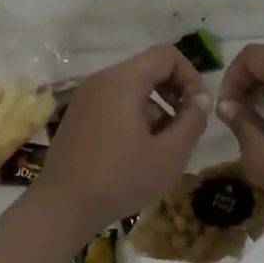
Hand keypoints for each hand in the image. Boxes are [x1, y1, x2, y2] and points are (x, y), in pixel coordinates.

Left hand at [38, 45, 210, 232]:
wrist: (63, 207)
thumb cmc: (121, 178)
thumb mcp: (169, 154)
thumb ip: (192, 121)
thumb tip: (201, 100)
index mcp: (123, 80)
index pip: (167, 56)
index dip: (191, 76)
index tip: (199, 108)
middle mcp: (101, 80)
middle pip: (148, 69)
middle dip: (174, 92)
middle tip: (186, 124)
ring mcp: (85, 97)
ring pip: (131, 87)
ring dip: (155, 107)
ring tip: (163, 144)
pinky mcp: (77, 115)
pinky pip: (113, 101)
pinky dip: (133, 115)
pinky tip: (138, 150)